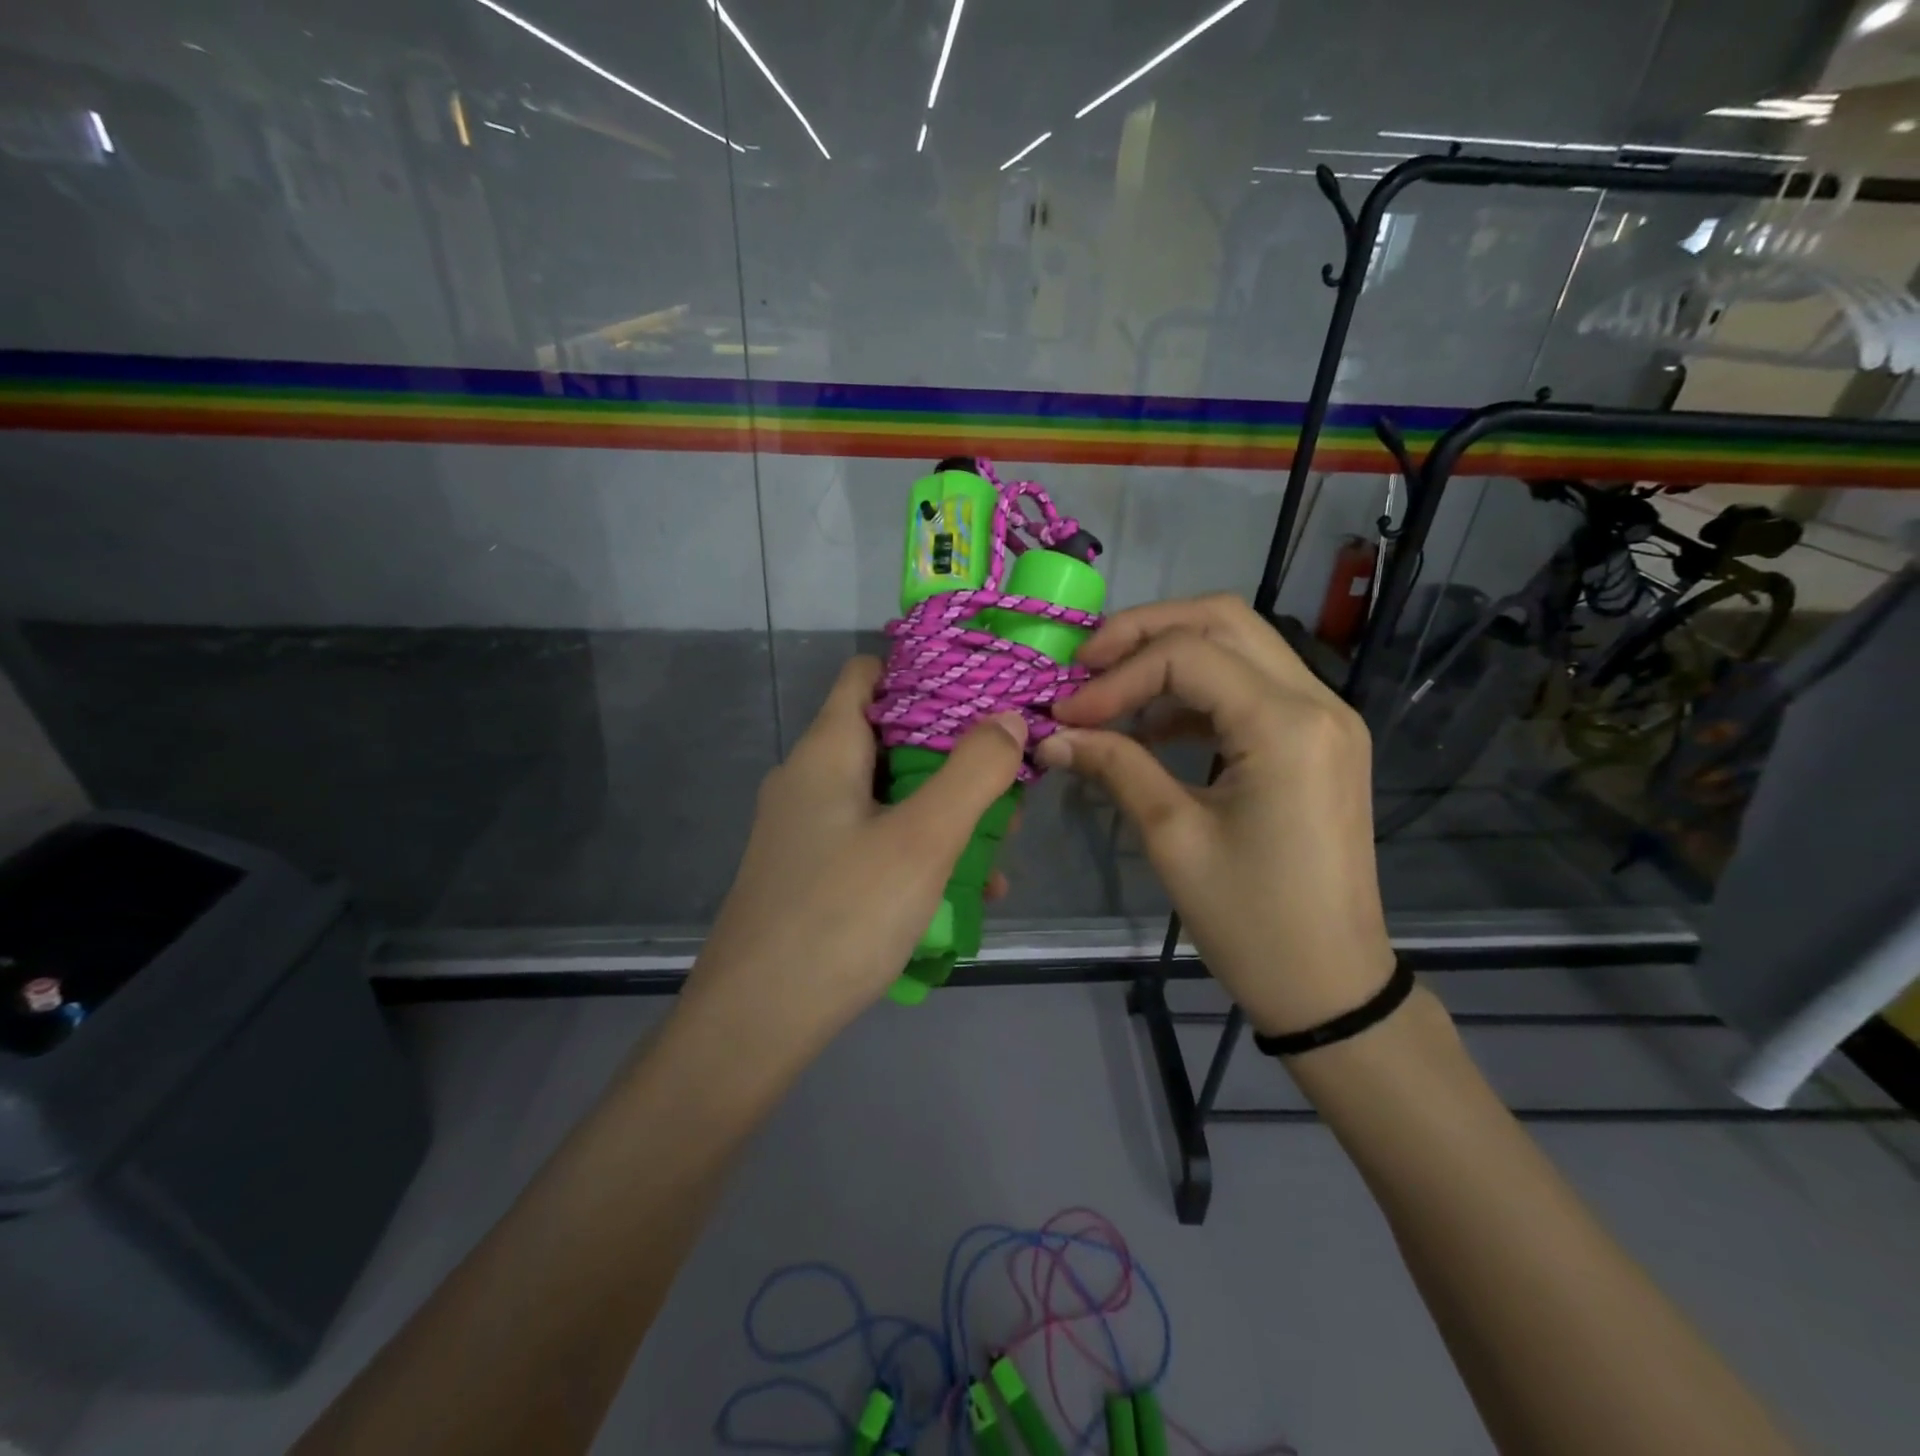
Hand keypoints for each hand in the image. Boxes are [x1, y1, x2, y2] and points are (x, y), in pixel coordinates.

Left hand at [685, 656, 1027, 1041]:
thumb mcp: (923, 840)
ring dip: (944, 811)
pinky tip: (962, 895)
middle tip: (1009, 786)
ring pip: (888, 796)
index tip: (985, 692)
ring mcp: (806, 829)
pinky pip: (874, 841)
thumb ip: (973, 773)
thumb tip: (1009, 718)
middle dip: (954, 756)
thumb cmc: (841, 916)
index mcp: (827, 750)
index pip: (869, 674)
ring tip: (1001, 849)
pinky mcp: (811, 873)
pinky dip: (917, 852)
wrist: (754, 1024)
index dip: (926, 672)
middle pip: (889, 737)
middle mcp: (810, 779)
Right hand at [1038, 595, 1393, 1036]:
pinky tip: (1152, 724)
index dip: (1115, 676)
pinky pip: (1251, 685)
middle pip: (1222, 619)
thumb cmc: (1251, 921)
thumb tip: (1051, 736)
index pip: (1186, 655)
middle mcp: (1316, 701)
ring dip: (1169, 655)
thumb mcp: (1172, 837)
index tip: (1064, 714)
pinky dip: (1196, 690)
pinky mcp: (1318, 739)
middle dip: (1143, 631)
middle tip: (1085, 664)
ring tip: (1109, 692)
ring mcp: (1325, 717)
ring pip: (1239, 644)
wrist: (1330, 984)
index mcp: (1286, 725)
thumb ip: (1114, 766)